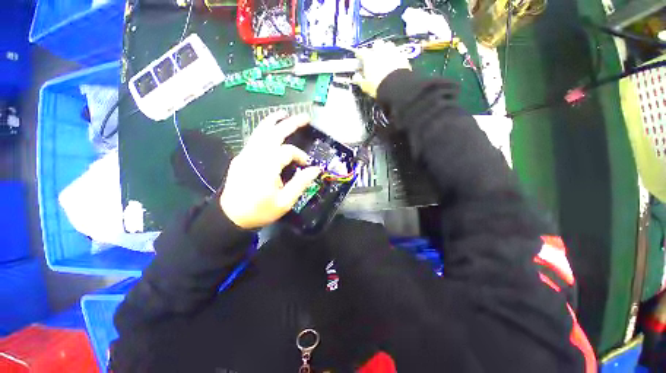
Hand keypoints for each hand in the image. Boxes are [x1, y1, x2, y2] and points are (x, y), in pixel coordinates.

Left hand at [220, 112, 320, 228]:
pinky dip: (264, 130)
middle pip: (273, 133)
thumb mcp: (285, 202)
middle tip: (304, 117)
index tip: (307, 165)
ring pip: (260, 132)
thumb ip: (301, 183)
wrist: (230, 216)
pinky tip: (271, 131)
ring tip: (284, 114)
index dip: (300, 156)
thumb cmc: (260, 211)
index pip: (288, 151)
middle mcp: (255, 155)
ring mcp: (245, 154)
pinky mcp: (241, 157)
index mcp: (267, 166)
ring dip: (273, 121)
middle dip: (290, 123)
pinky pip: (255, 139)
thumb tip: (315, 169)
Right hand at [353, 40, 411, 97]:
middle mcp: (380, 51)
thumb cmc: (377, 86)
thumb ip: (359, 79)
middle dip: (375, 49)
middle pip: (376, 44)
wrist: (396, 87)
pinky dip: (395, 56)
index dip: (359, 55)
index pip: (361, 51)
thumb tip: (355, 76)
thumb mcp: (365, 86)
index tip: (359, 59)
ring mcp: (392, 51)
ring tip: (385, 58)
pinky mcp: (402, 55)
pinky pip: (397, 52)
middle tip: (374, 58)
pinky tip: (394, 63)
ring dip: (386, 50)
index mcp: (369, 57)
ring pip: (388, 45)